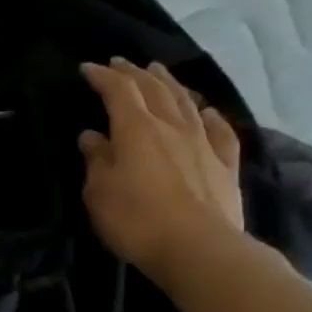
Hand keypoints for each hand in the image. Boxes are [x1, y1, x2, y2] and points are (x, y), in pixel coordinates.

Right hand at [78, 58, 246, 286]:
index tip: (87, 69)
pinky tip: (204, 111)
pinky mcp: (225, 163)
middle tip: (120, 63)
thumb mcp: (99, 191)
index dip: (102, 77)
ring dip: (169, 84)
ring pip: (185, 102)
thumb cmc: (135, 219)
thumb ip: (96, 159)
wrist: (197, 248)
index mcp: (136, 129)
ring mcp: (203, 142)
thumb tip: (92, 136)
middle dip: (134, 73)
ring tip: (158, 72)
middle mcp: (171, 126)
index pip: (118, 91)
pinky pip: (217, 129)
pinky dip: (207, 115)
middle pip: (154, 89)